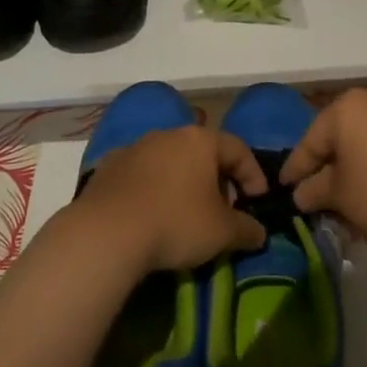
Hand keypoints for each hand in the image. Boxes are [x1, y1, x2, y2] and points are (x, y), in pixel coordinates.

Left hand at [77, 126, 268, 271]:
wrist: (107, 232)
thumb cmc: (175, 223)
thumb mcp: (222, 232)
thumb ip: (247, 229)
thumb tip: (259, 232)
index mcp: (200, 140)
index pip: (238, 149)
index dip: (253, 175)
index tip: (258, 201)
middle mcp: (168, 134)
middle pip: (202, 152)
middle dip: (217, 179)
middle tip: (223, 210)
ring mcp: (135, 147)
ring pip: (170, 161)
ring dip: (183, 182)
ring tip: (187, 214)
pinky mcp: (109, 166)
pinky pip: (141, 175)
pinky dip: (153, 189)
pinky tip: (152, 215)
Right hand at [279, 88, 366, 250]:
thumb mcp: (341, 197)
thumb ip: (314, 192)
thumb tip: (300, 194)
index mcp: (344, 108)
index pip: (309, 142)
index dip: (295, 169)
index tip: (283, 190)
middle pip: (337, 141)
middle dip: (326, 173)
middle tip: (315, 201)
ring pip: (363, 147)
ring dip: (352, 175)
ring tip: (346, 207)